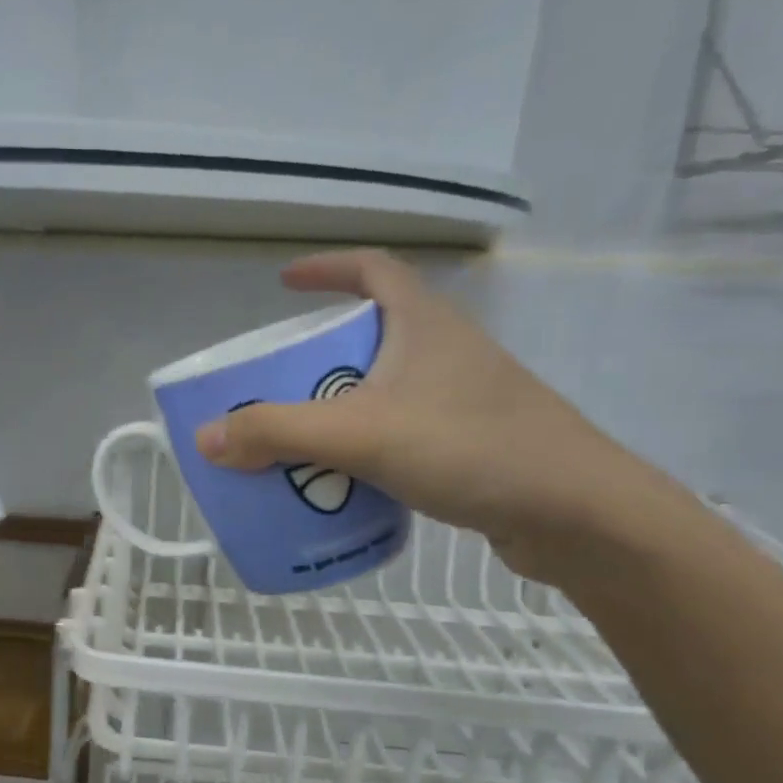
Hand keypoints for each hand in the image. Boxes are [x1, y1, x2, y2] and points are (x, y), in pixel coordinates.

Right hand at [193, 250, 668, 580]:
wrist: (576, 513)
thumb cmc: (470, 447)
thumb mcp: (359, 434)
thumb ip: (277, 433)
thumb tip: (206, 438)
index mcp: (423, 324)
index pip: (373, 269)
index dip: (327, 268)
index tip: (284, 284)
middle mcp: (445, 351)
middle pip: (369, 336)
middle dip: (317, 357)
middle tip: (274, 386)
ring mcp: (463, 399)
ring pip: (383, 390)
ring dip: (337, 407)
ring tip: (296, 439)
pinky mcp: (471, 444)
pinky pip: (401, 432)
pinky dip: (365, 447)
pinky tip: (344, 482)